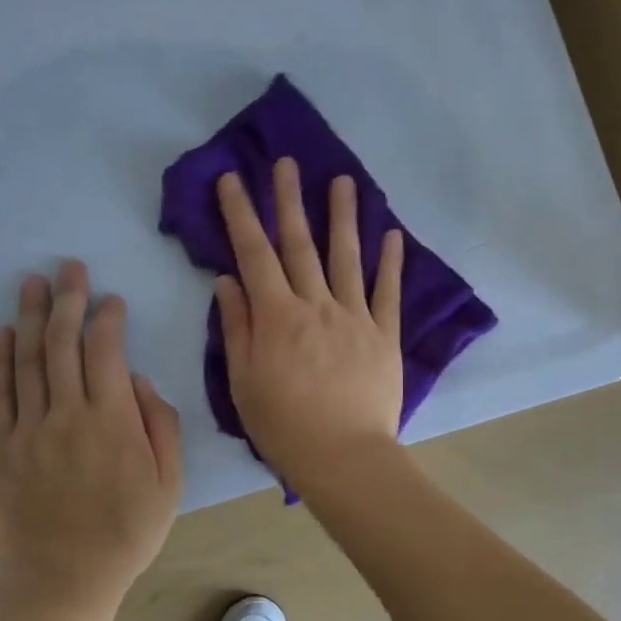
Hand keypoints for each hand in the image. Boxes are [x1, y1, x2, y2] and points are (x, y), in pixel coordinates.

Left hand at [0, 260, 181, 620]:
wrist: (63, 582)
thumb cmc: (127, 533)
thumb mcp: (168, 485)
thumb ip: (161, 427)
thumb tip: (139, 382)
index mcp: (113, 422)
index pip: (106, 353)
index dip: (107, 319)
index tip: (110, 299)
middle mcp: (68, 416)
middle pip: (64, 346)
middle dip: (68, 301)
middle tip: (69, 267)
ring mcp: (30, 431)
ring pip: (29, 362)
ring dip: (31, 318)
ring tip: (32, 283)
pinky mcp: (3, 450)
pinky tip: (3, 333)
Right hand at [214, 159, 404, 487]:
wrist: (344, 457)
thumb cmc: (284, 426)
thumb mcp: (242, 382)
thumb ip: (237, 327)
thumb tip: (228, 281)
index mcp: (277, 316)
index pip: (254, 254)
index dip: (241, 214)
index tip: (233, 179)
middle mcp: (316, 305)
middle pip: (300, 244)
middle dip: (289, 200)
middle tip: (286, 163)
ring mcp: (355, 316)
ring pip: (347, 257)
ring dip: (344, 216)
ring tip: (343, 181)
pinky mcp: (385, 334)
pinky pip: (387, 292)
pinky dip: (391, 262)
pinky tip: (392, 234)